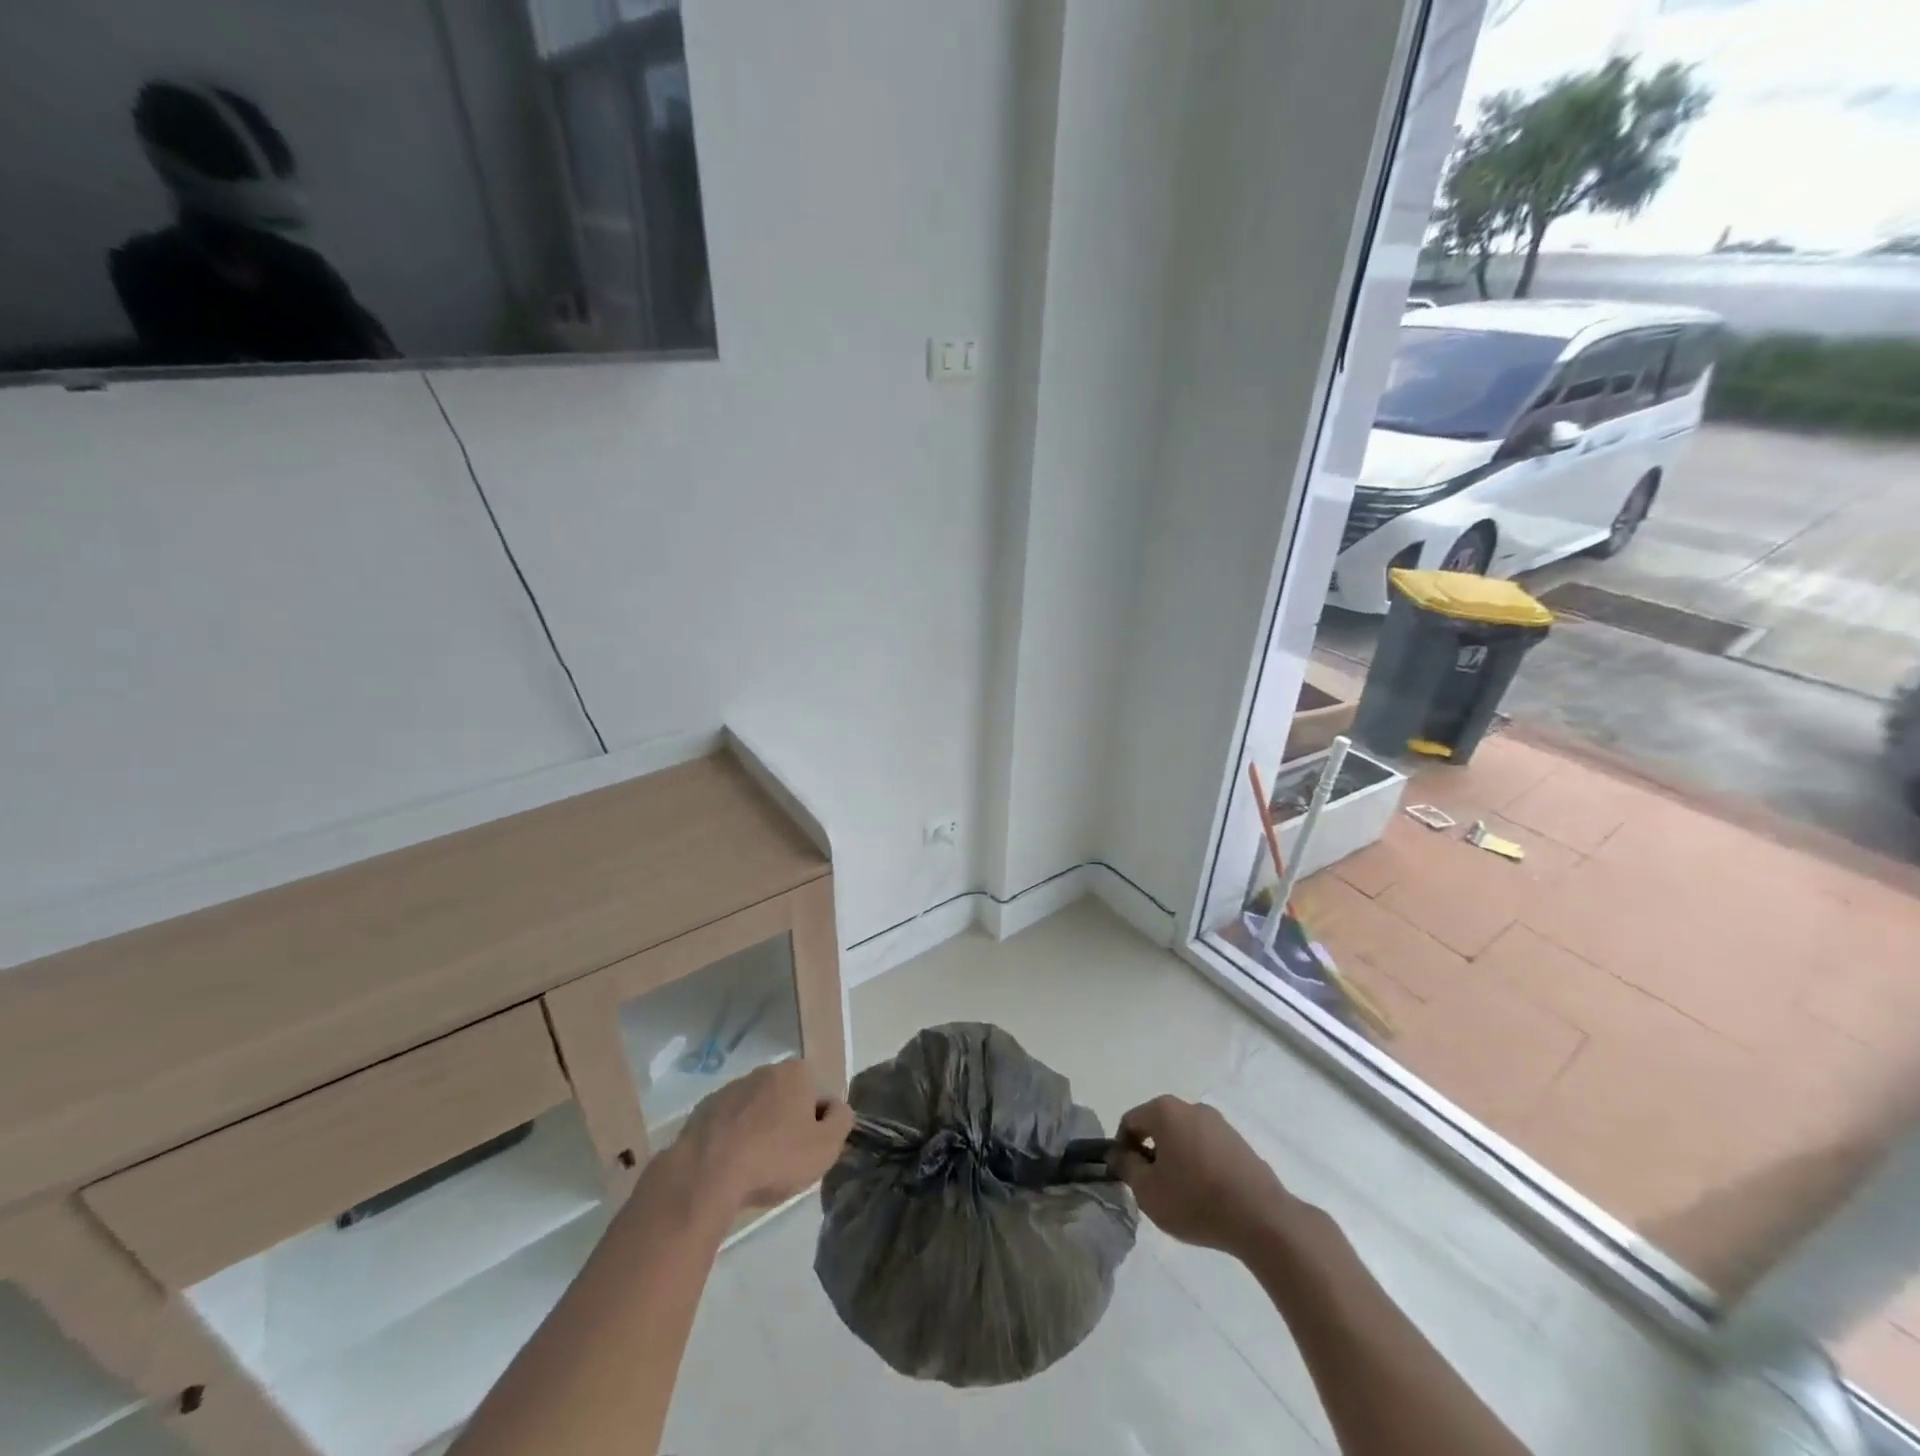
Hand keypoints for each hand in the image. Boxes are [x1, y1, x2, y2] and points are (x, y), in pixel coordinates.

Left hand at [675, 1059, 853, 1212]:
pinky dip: (732, 1140)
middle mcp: (764, 1070)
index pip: (818, 1096)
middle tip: (783, 1162)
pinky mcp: (703, 1109)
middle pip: (786, 1100)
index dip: (817, 1125)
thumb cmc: (774, 1157)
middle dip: (787, 1125)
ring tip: (753, 1169)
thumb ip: (842, 1120)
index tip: (808, 1152)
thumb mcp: (826, 1146)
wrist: (706, 1174)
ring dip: (759, 1132)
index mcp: (796, 1072)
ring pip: (756, 1111)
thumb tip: (837, 1108)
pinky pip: (728, 1124)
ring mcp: (730, 1088)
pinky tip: (728, 1167)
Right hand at [1110, 1095, 1290, 1254]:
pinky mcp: (1238, 1141)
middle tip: (1151, 1187)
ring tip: (1180, 1194)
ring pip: (1183, 1137)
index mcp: (1165, 1111)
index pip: (1130, 1121)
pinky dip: (1198, 1164)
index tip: (1125, 1176)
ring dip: (1174, 1158)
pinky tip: (1205, 1194)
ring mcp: (1218, 1123)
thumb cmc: (1195, 1200)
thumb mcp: (1148, 1191)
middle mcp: (1191, 1107)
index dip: (1121, 1148)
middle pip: (1158, 1126)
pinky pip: (1206, 1147)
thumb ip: (1127, 1168)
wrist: (1261, 1218)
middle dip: (1149, 1153)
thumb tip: (1121, 1155)